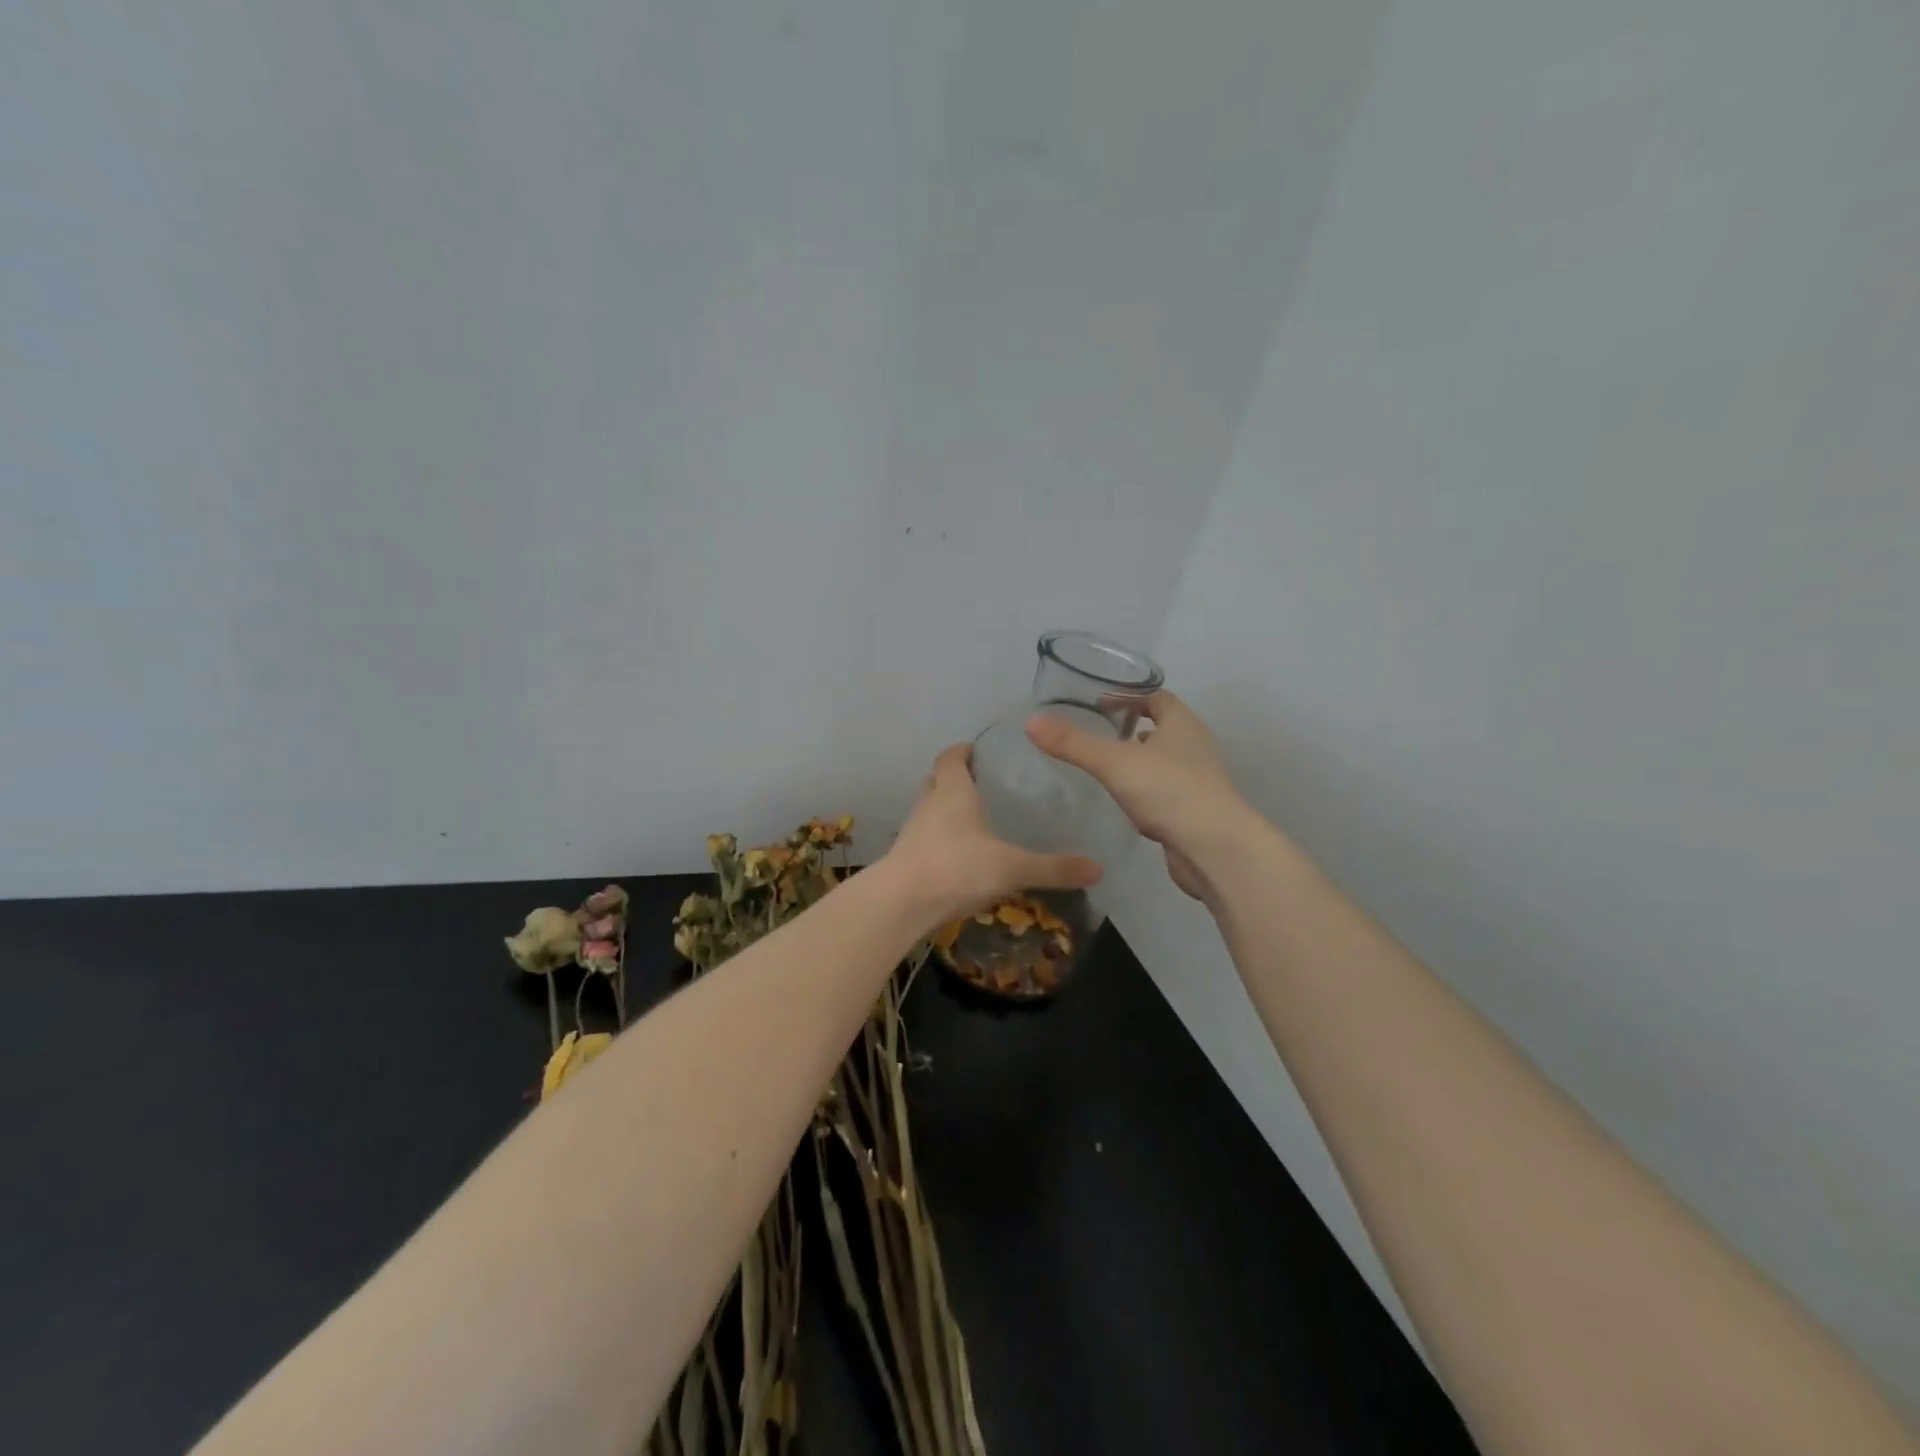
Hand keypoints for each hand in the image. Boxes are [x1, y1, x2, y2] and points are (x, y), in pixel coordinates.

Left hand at [882, 744, 1102, 929]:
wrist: (901, 904)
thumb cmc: (956, 868)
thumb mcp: (1012, 868)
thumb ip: (1053, 868)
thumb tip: (1099, 868)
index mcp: (953, 792)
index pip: (951, 758)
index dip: (962, 751)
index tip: (977, 750)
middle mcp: (929, 804)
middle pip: (936, 780)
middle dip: (954, 778)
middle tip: (981, 784)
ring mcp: (913, 831)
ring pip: (928, 809)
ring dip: (944, 809)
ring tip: (973, 819)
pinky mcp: (905, 858)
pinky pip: (924, 838)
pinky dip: (939, 838)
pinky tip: (958, 855)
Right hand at [1027, 690, 1249, 899]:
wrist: (1215, 850)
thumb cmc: (1169, 792)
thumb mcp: (1114, 763)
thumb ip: (1073, 743)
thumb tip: (1031, 721)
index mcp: (1182, 725)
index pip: (1157, 697)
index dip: (1129, 696)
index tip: (1099, 703)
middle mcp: (1194, 747)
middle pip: (1162, 728)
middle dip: (1132, 729)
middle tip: (1096, 734)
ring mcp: (1198, 782)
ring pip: (1164, 762)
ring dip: (1139, 761)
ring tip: (1106, 767)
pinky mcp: (1194, 812)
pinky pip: (1165, 793)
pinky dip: (1145, 792)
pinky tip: (1124, 803)